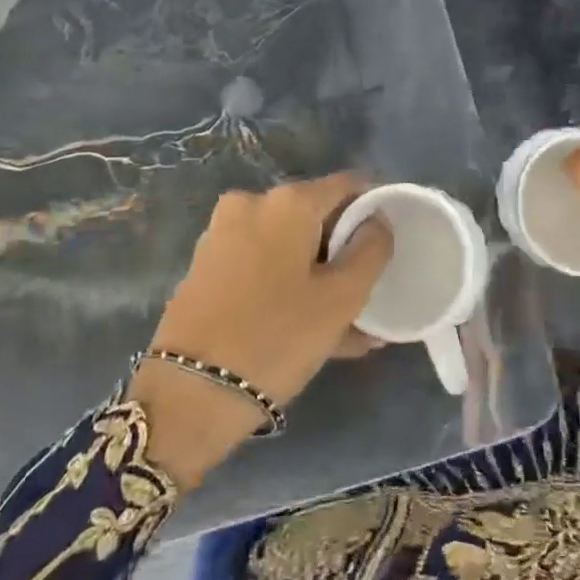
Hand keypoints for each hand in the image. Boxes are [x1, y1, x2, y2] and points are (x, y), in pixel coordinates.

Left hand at [128, 174, 391, 487]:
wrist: (189, 394)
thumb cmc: (277, 337)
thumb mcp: (342, 298)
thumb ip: (372, 250)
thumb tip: (378, 221)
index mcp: (287, 201)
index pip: (348, 186)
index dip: (374, 209)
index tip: (390, 245)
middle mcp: (252, 204)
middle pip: (316, 217)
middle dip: (344, 252)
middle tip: (368, 293)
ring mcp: (223, 235)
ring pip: (289, 248)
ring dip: (319, 278)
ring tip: (349, 327)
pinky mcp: (208, 267)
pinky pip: (263, 267)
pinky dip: (289, 288)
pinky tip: (313, 331)